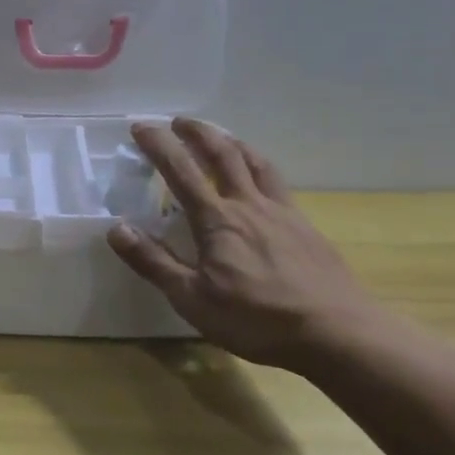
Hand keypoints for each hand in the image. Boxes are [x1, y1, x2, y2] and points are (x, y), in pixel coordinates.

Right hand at [107, 119, 390, 369]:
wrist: (338, 333)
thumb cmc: (257, 320)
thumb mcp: (192, 299)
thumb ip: (154, 262)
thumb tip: (116, 229)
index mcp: (217, 220)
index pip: (181, 171)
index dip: (158, 145)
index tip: (140, 126)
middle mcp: (249, 205)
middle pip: (223, 154)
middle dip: (198, 132)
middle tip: (179, 121)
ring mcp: (283, 213)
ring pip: (256, 162)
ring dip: (232, 142)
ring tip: (220, 136)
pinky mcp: (306, 227)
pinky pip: (277, 183)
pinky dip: (260, 167)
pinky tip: (260, 181)